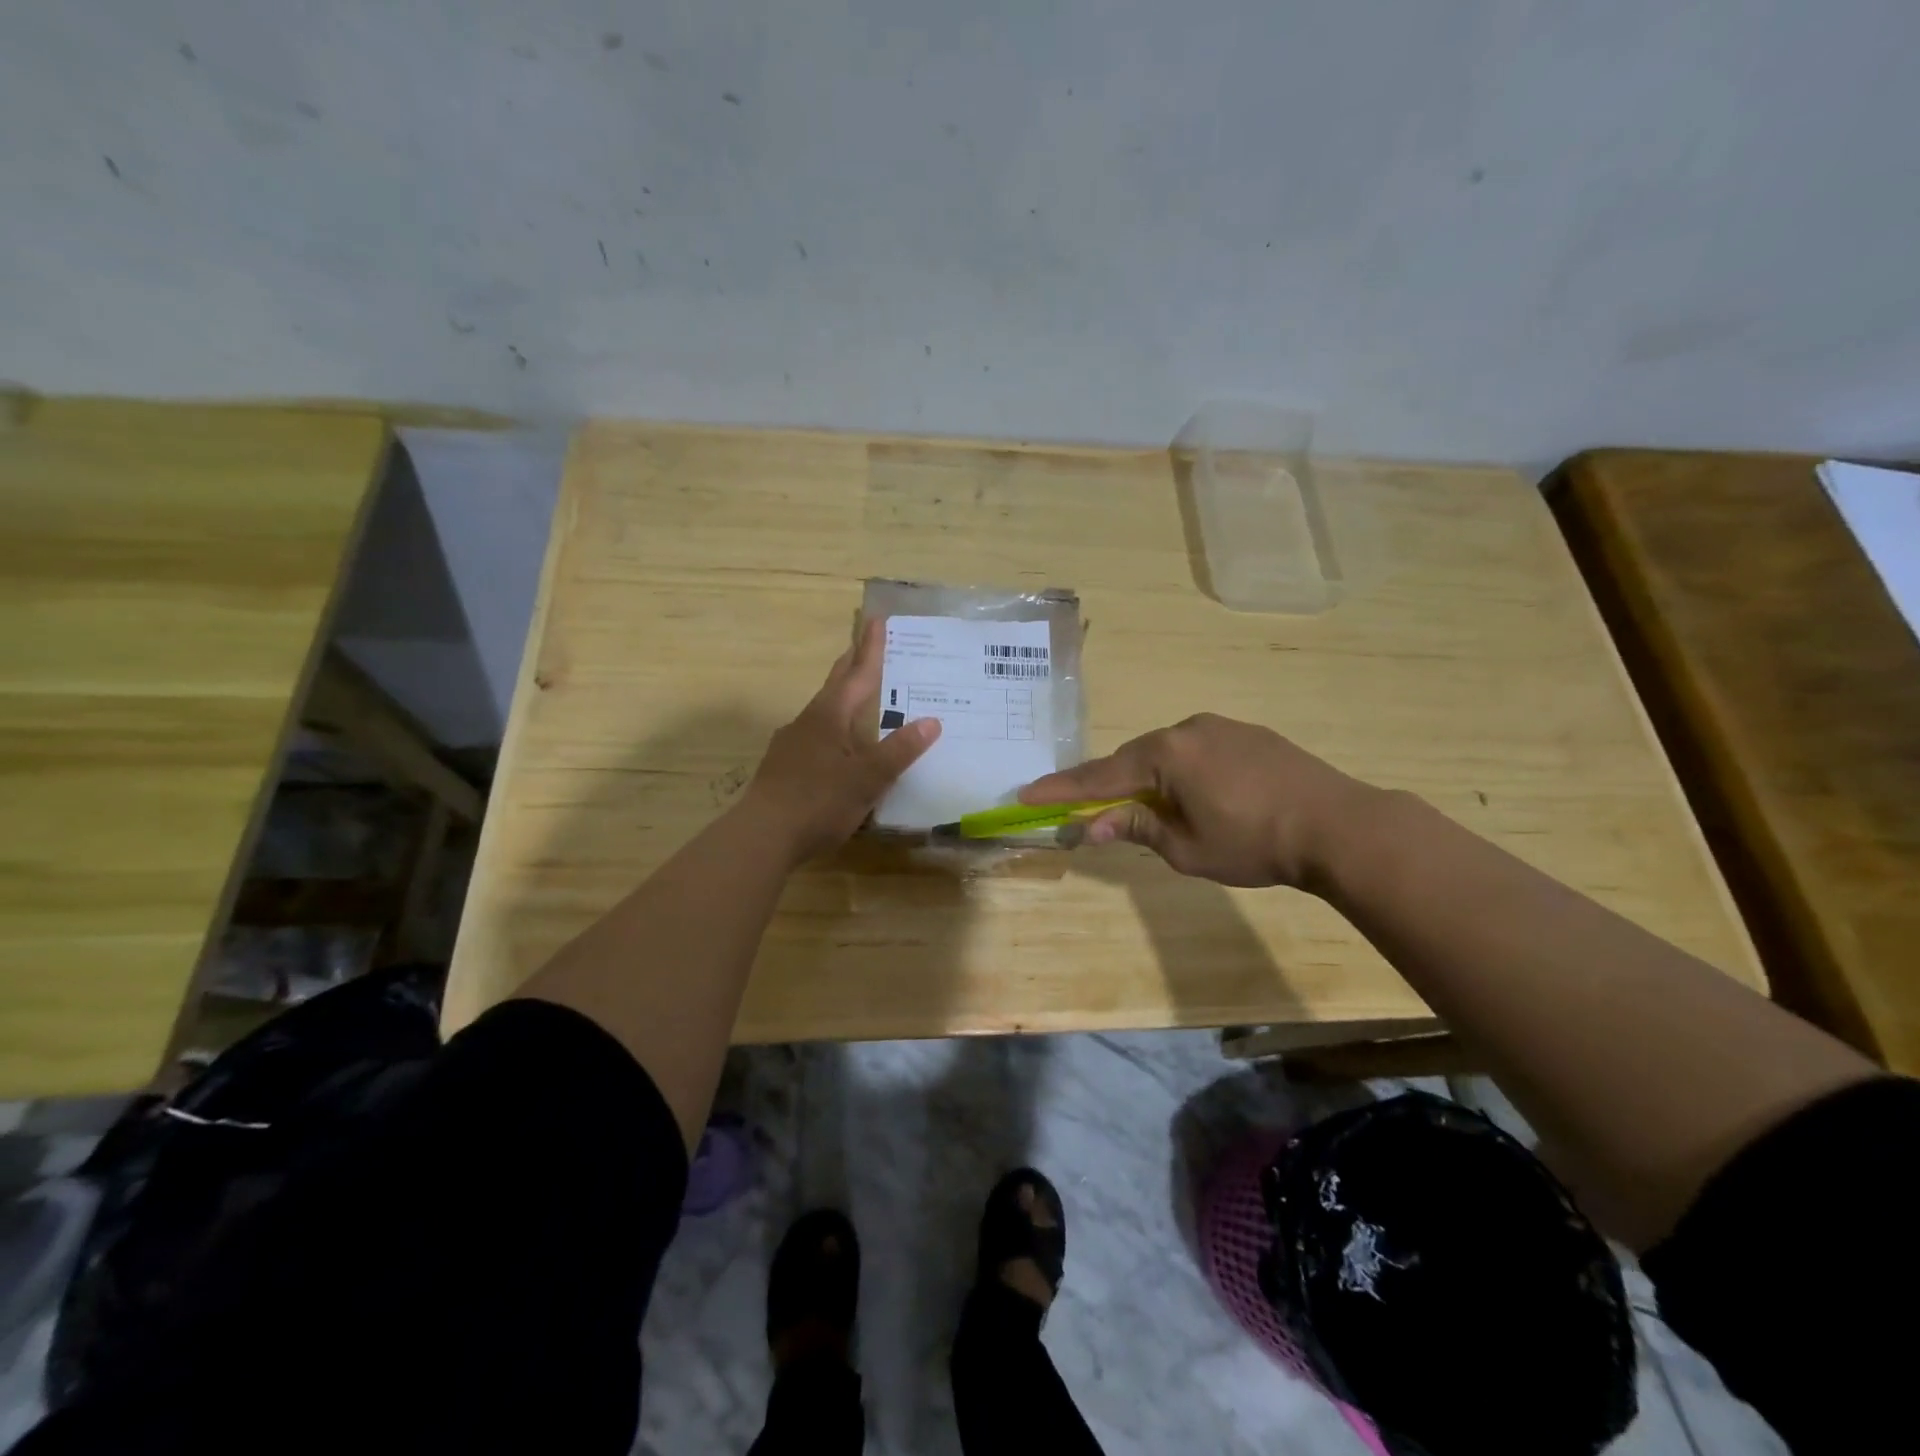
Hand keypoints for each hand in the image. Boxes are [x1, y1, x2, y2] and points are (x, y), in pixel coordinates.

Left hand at [744, 618, 940, 860]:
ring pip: (823, 713)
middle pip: (834, 686)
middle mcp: (807, 722)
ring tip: (858, 700)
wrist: (762, 835)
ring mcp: (791, 745)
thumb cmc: (819, 801)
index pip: (856, 675)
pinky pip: (815, 738)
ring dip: (841, 700)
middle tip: (863, 645)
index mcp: (829, 717)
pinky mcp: (783, 768)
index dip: (870, 649)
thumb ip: (899, 751)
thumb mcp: (868, 778)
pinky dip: (833, 731)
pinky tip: (838, 749)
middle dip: (850, 665)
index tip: (876, 620)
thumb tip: (931, 721)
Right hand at [1021, 713, 1374, 887]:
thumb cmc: (1254, 842)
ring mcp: (1220, 727)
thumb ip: (1137, 828)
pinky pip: (1197, 750)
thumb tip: (1093, 824)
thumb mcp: (1187, 847)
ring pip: (1166, 753)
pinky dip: (1182, 771)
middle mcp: (1187, 729)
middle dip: (1109, 784)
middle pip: (1132, 759)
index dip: (1062, 789)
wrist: (1338, 824)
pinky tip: (1197, 795)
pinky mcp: (1248, 734)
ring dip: (1149, 778)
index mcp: (1166, 754)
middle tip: (1087, 809)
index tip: (1026, 794)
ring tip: (1151, 809)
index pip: (1100, 775)